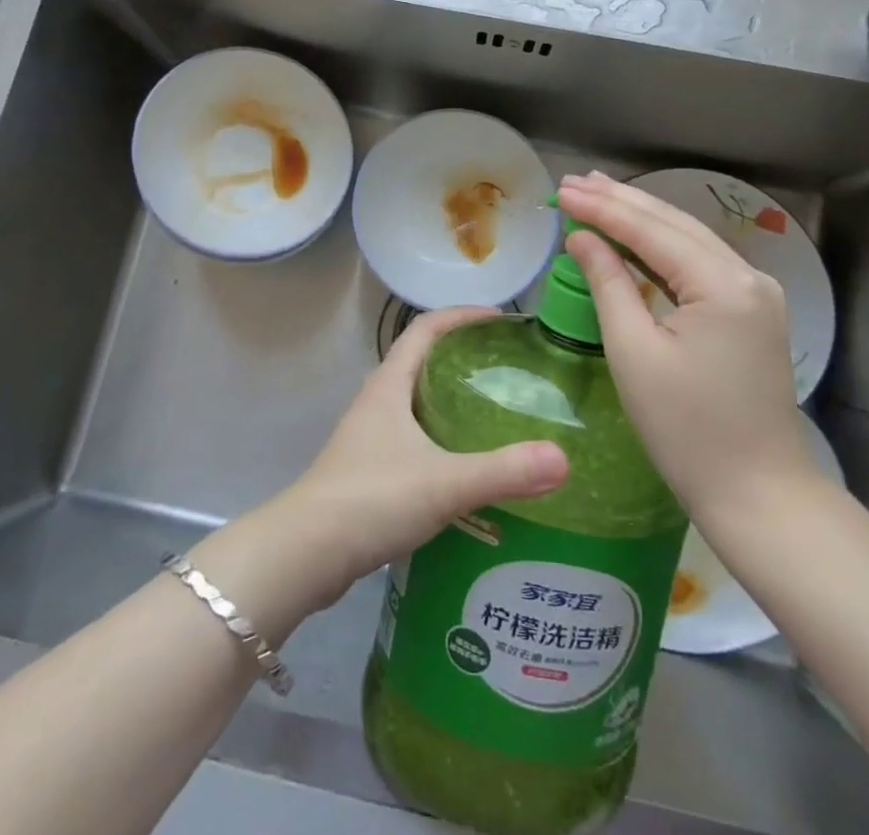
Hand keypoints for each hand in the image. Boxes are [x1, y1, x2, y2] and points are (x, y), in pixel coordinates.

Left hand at [209, 307, 568, 626]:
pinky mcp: (368, 470)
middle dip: (463, 357)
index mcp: (389, 385)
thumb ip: (502, 471)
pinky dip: (441, 439)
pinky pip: (412, 438)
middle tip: (508, 370)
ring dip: (451, 400)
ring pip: (416, 402)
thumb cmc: (371, 499)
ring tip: (495, 415)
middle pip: (422, 361)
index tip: (501, 319)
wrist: (306, 553)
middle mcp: (377, 401)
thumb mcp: (443, 483)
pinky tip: (466, 468)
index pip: (425, 328)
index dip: (462, 315)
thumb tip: (562, 459)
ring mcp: (369, 436)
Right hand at [557, 172, 819, 532]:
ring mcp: (755, 293)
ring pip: (688, 238)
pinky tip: (635, 234)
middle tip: (574, 182)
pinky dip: (662, 245)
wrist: (759, 494)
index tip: (561, 190)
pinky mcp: (752, 312)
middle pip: (674, 224)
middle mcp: (748, 276)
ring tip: (597, 192)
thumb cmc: (687, 430)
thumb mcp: (634, 353)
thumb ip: (608, 283)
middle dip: (621, 200)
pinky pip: (699, 262)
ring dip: (641, 216)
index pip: (651, 231)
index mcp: (722, 285)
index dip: (602, 208)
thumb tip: (582, 238)